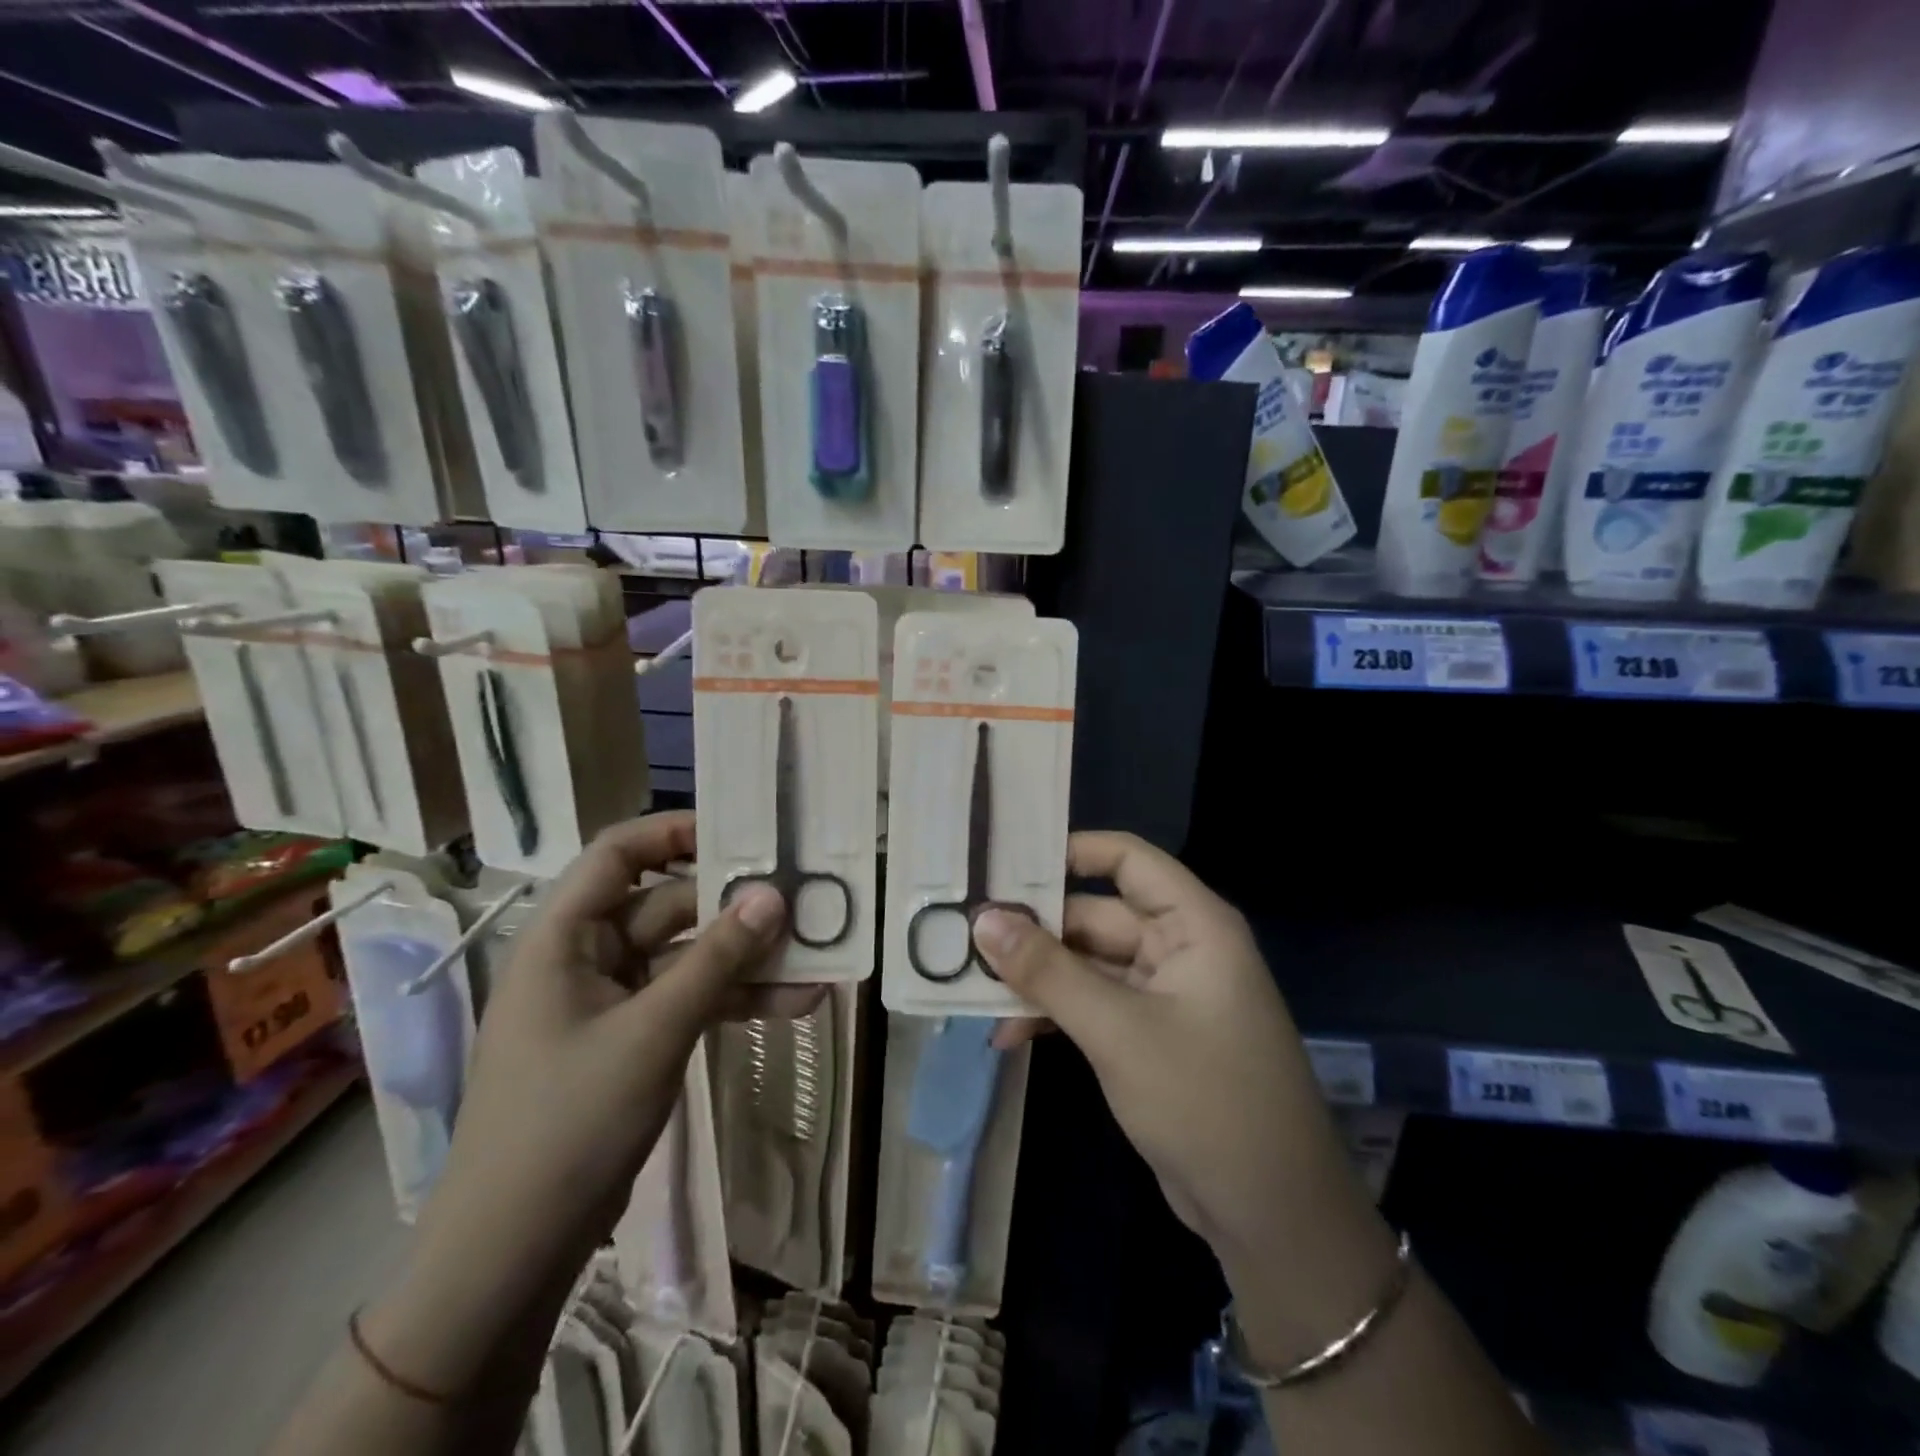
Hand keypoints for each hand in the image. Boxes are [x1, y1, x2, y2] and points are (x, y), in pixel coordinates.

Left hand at [412, 812, 813, 1304]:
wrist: (512, 1252)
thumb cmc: (567, 1122)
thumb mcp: (651, 1032)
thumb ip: (717, 960)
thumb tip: (773, 895)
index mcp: (564, 938)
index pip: (617, 855)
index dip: (674, 832)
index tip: (741, 831)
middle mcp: (587, 958)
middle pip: (668, 905)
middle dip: (734, 906)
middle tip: (803, 897)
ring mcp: (613, 1002)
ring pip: (689, 957)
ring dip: (747, 959)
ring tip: (817, 956)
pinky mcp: (635, 1040)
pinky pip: (692, 1000)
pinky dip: (736, 999)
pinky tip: (796, 1004)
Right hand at [975, 832, 1371, 1285]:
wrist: (1272, 1217)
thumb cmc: (1205, 1100)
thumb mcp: (1117, 1030)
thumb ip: (1048, 971)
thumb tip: (983, 919)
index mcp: (1193, 925)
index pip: (1127, 859)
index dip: (1070, 851)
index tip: (1004, 862)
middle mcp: (1179, 948)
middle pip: (1097, 914)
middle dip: (1035, 928)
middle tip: (963, 931)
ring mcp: (1164, 994)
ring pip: (1088, 964)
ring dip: (1038, 976)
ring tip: (971, 984)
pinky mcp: (1150, 1036)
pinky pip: (1093, 1004)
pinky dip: (1055, 1012)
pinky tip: (1007, 1033)